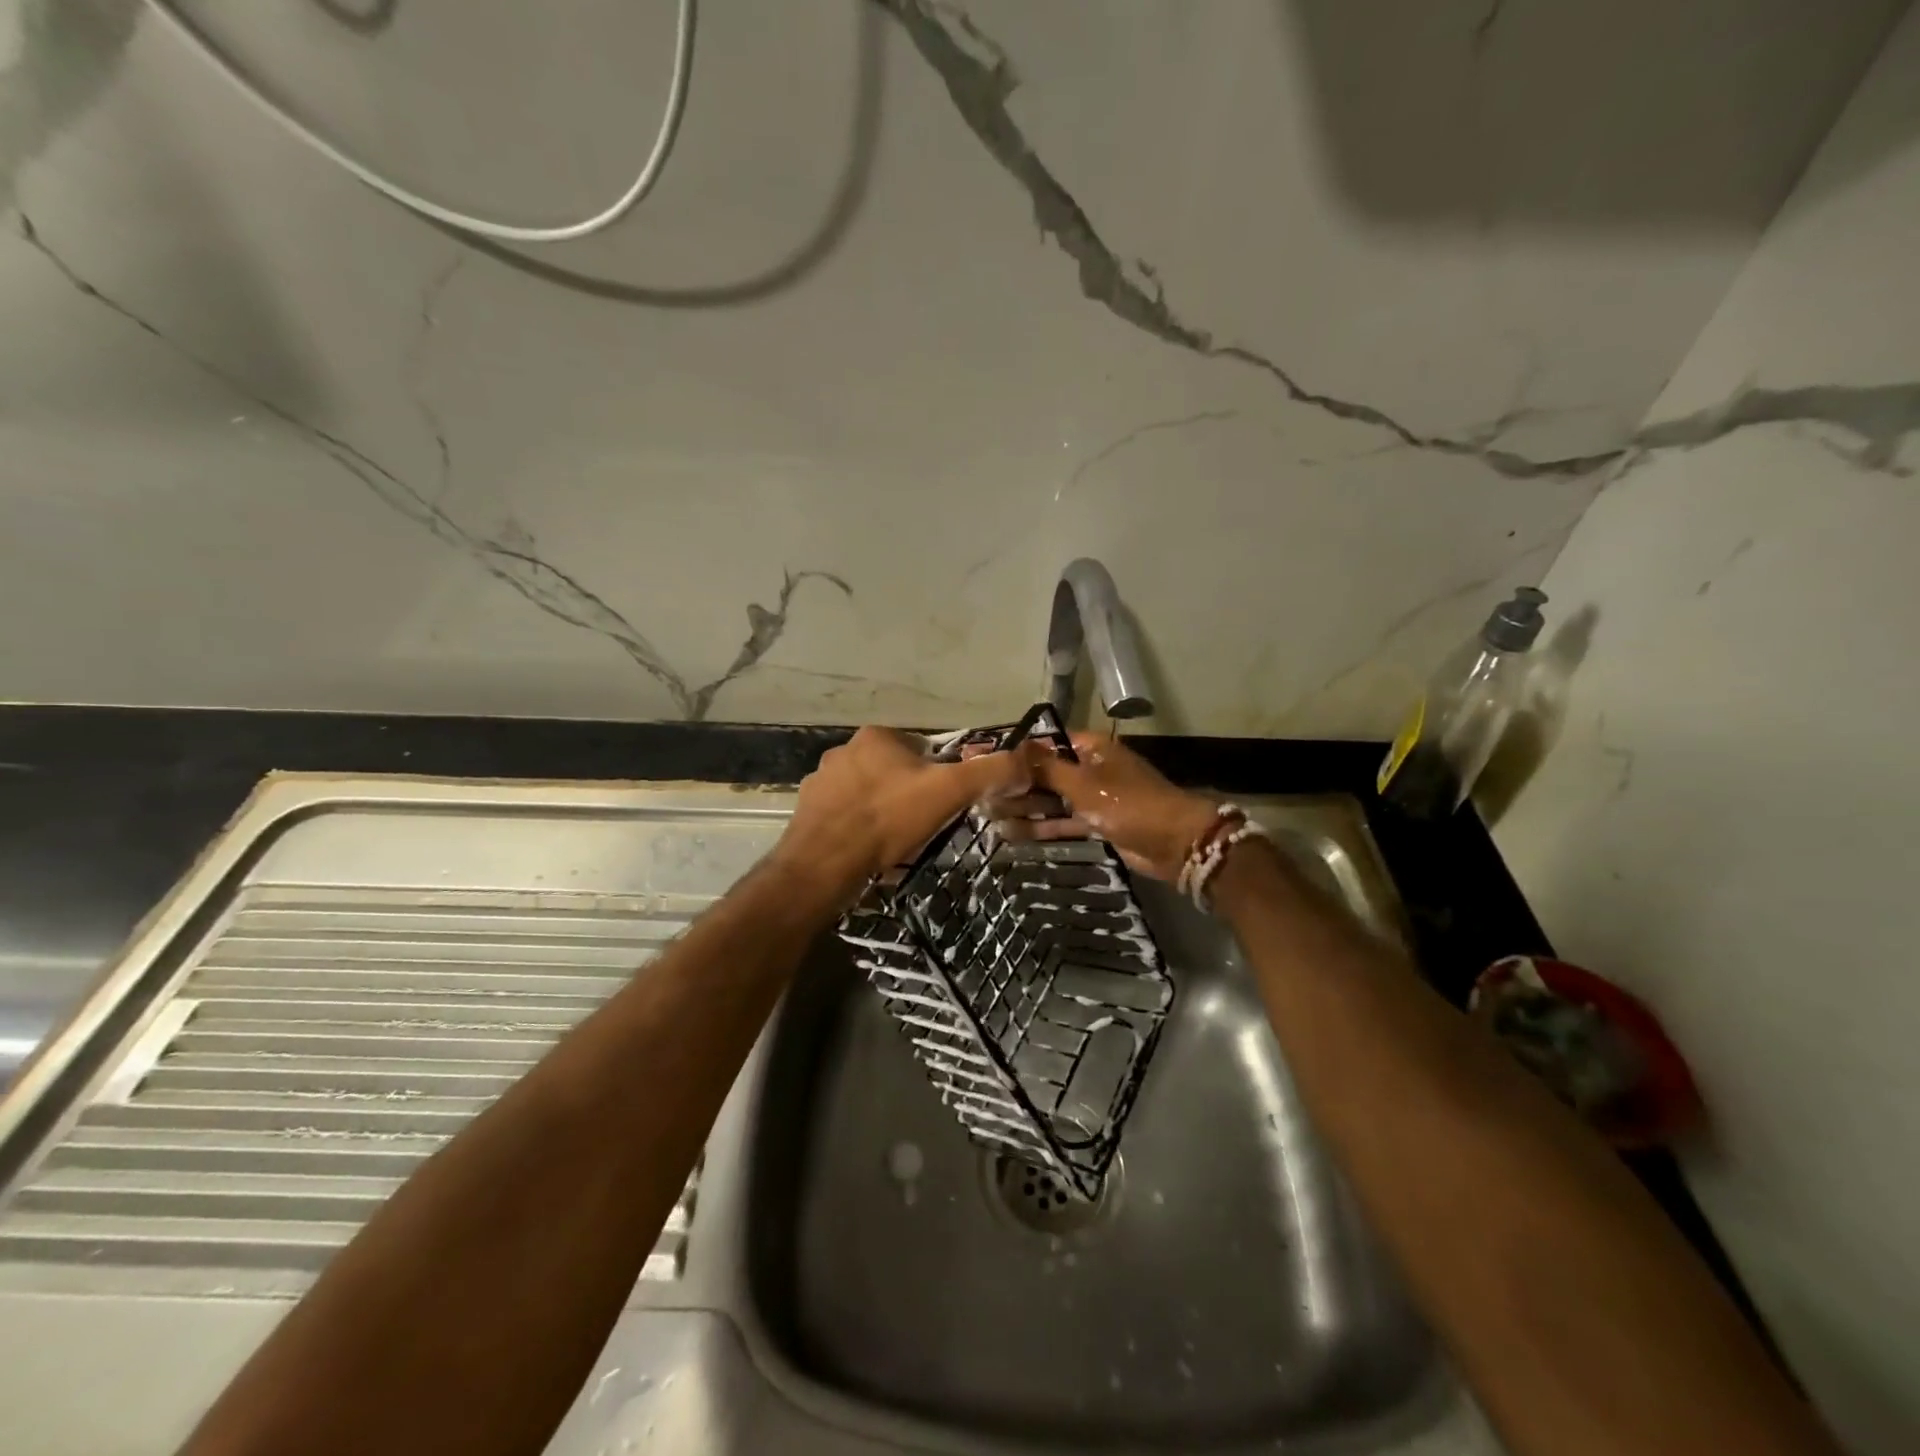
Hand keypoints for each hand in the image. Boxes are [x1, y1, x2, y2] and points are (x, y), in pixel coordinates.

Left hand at [772, 726, 1030, 902]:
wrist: (825, 862)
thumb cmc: (889, 819)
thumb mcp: (949, 791)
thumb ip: (990, 772)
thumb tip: (1026, 761)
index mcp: (878, 736)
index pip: (922, 750)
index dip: (939, 777)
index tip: (944, 804)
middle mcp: (844, 749)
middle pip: (893, 770)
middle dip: (909, 794)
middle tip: (921, 826)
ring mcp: (821, 780)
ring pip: (867, 792)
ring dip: (881, 810)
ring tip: (893, 842)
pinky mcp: (806, 810)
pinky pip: (843, 814)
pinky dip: (856, 827)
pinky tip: (865, 849)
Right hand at [1003, 732, 1218, 880]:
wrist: (1175, 842)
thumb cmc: (1127, 803)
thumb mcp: (1082, 784)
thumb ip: (1046, 767)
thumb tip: (1014, 745)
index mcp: (1090, 749)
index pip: (1045, 744)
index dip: (1016, 753)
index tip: (985, 762)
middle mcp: (1090, 768)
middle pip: (1046, 773)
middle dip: (1015, 785)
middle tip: (979, 796)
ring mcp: (1094, 797)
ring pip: (1052, 800)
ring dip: (1025, 808)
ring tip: (988, 817)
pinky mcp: (1098, 823)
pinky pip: (1064, 821)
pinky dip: (1043, 827)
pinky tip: (1013, 834)